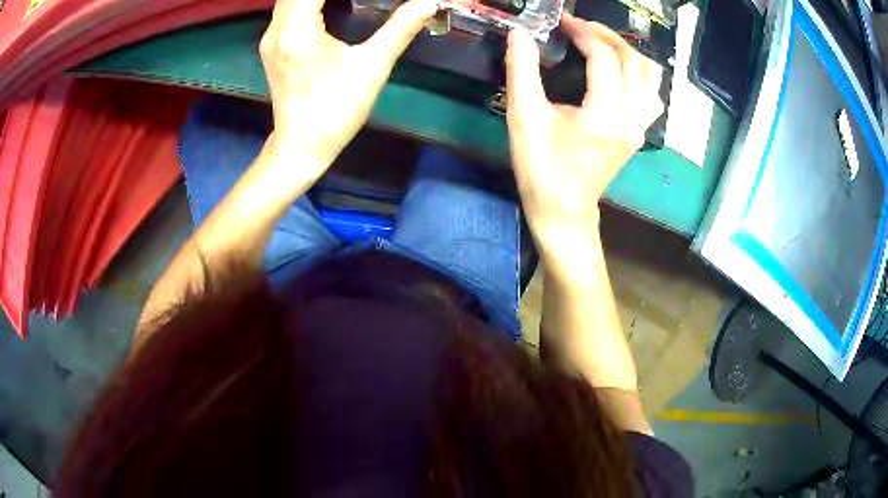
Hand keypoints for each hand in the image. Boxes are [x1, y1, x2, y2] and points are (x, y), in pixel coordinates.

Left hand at [259, 0, 435, 172]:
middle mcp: (277, 28)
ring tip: (345, 0)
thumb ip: (400, 28)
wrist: (301, 145)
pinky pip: (287, 7)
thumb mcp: (373, 67)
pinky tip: (329, 3)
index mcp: (299, 30)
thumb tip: (429, 2)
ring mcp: (270, 36)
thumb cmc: (337, 110)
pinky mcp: (271, 44)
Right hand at [505, 14, 662, 238]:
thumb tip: (520, 34)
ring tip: (600, 41)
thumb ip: (522, 72)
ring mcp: (640, 128)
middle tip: (579, 26)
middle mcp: (631, 120)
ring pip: (648, 76)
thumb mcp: (524, 119)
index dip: (584, 32)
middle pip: (632, 61)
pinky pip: (651, 93)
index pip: (605, 58)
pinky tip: (619, 69)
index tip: (563, 22)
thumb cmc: (541, 169)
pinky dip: (637, 72)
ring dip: (625, 51)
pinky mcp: (640, 132)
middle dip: (606, 35)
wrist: (564, 210)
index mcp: (605, 117)